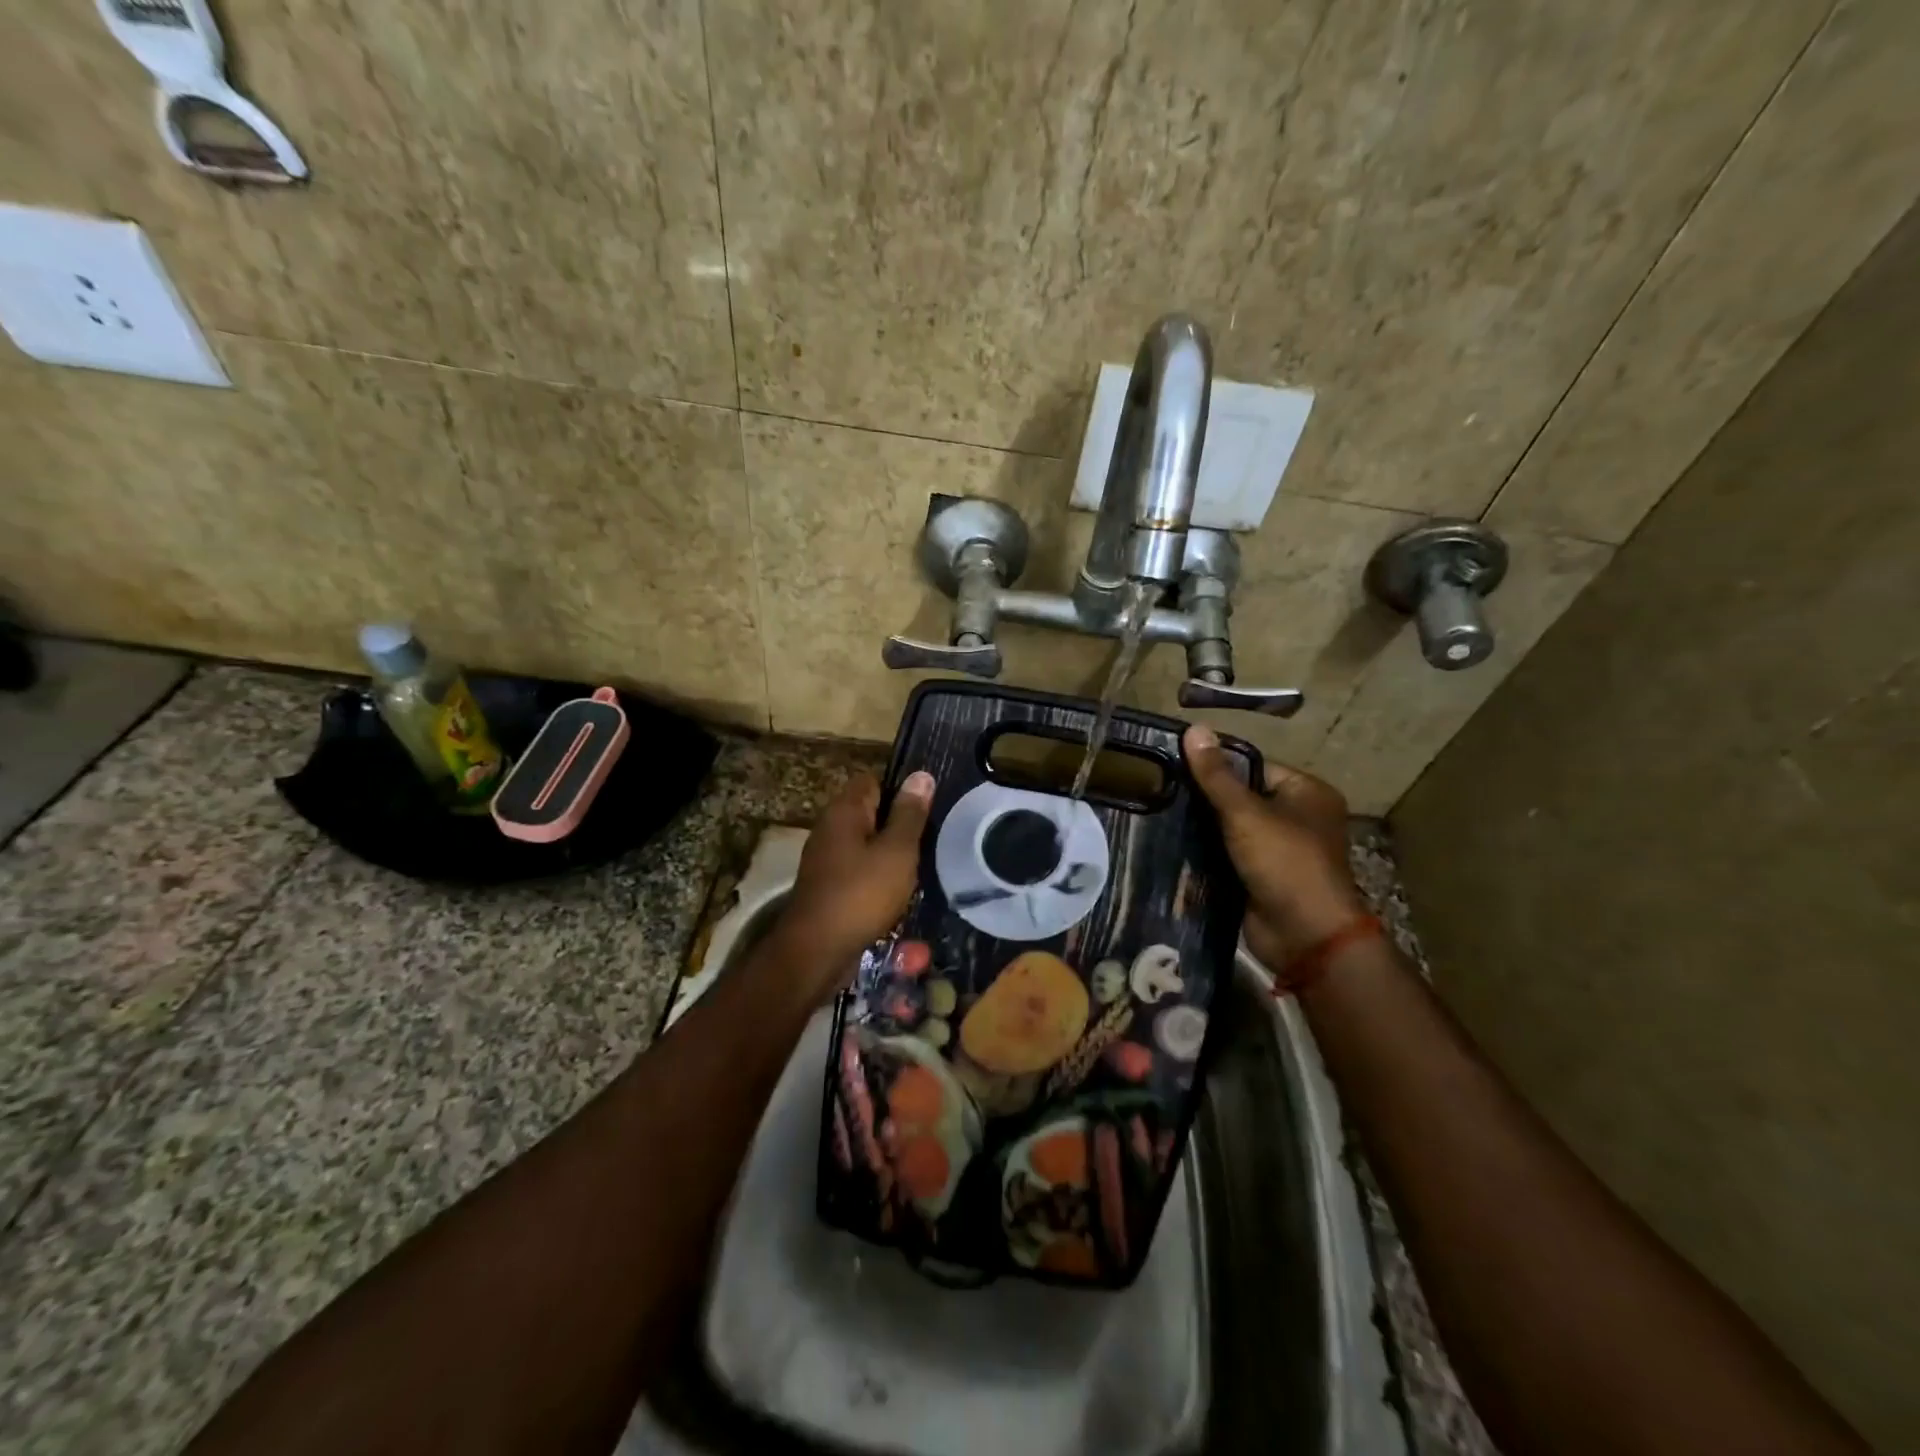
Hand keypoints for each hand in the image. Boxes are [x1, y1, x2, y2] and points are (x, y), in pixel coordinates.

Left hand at [774, 769, 935, 1001]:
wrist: (817, 952)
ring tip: (920, 867)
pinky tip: (898, 893)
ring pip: (866, 844)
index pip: (873, 781)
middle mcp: (830, 828)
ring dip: (890, 855)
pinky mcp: (828, 886)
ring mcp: (826, 859)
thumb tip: (921, 775)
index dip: (901, 790)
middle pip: (870, 813)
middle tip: (930, 839)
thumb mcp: (897, 851)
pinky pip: (859, 870)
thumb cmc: (861, 894)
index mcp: (844, 811)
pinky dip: (877, 877)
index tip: (928, 808)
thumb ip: (910, 814)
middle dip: (899, 825)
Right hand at [1182, 726, 1367, 968]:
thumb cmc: (1285, 864)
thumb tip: (1194, 728)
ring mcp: (1278, 850)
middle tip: (1158, 789)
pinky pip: (1227, 855)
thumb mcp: (1246, 813)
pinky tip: (1169, 845)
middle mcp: (1296, 818)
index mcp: (1305, 793)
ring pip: (1230, 828)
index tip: (1172, 763)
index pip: (1252, 766)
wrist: (1305, 936)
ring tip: (1156, 814)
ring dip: (1201, 827)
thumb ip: (1216, 775)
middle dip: (1203, 798)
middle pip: (1240, 797)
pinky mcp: (1260, 877)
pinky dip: (1205, 853)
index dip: (1215, 764)